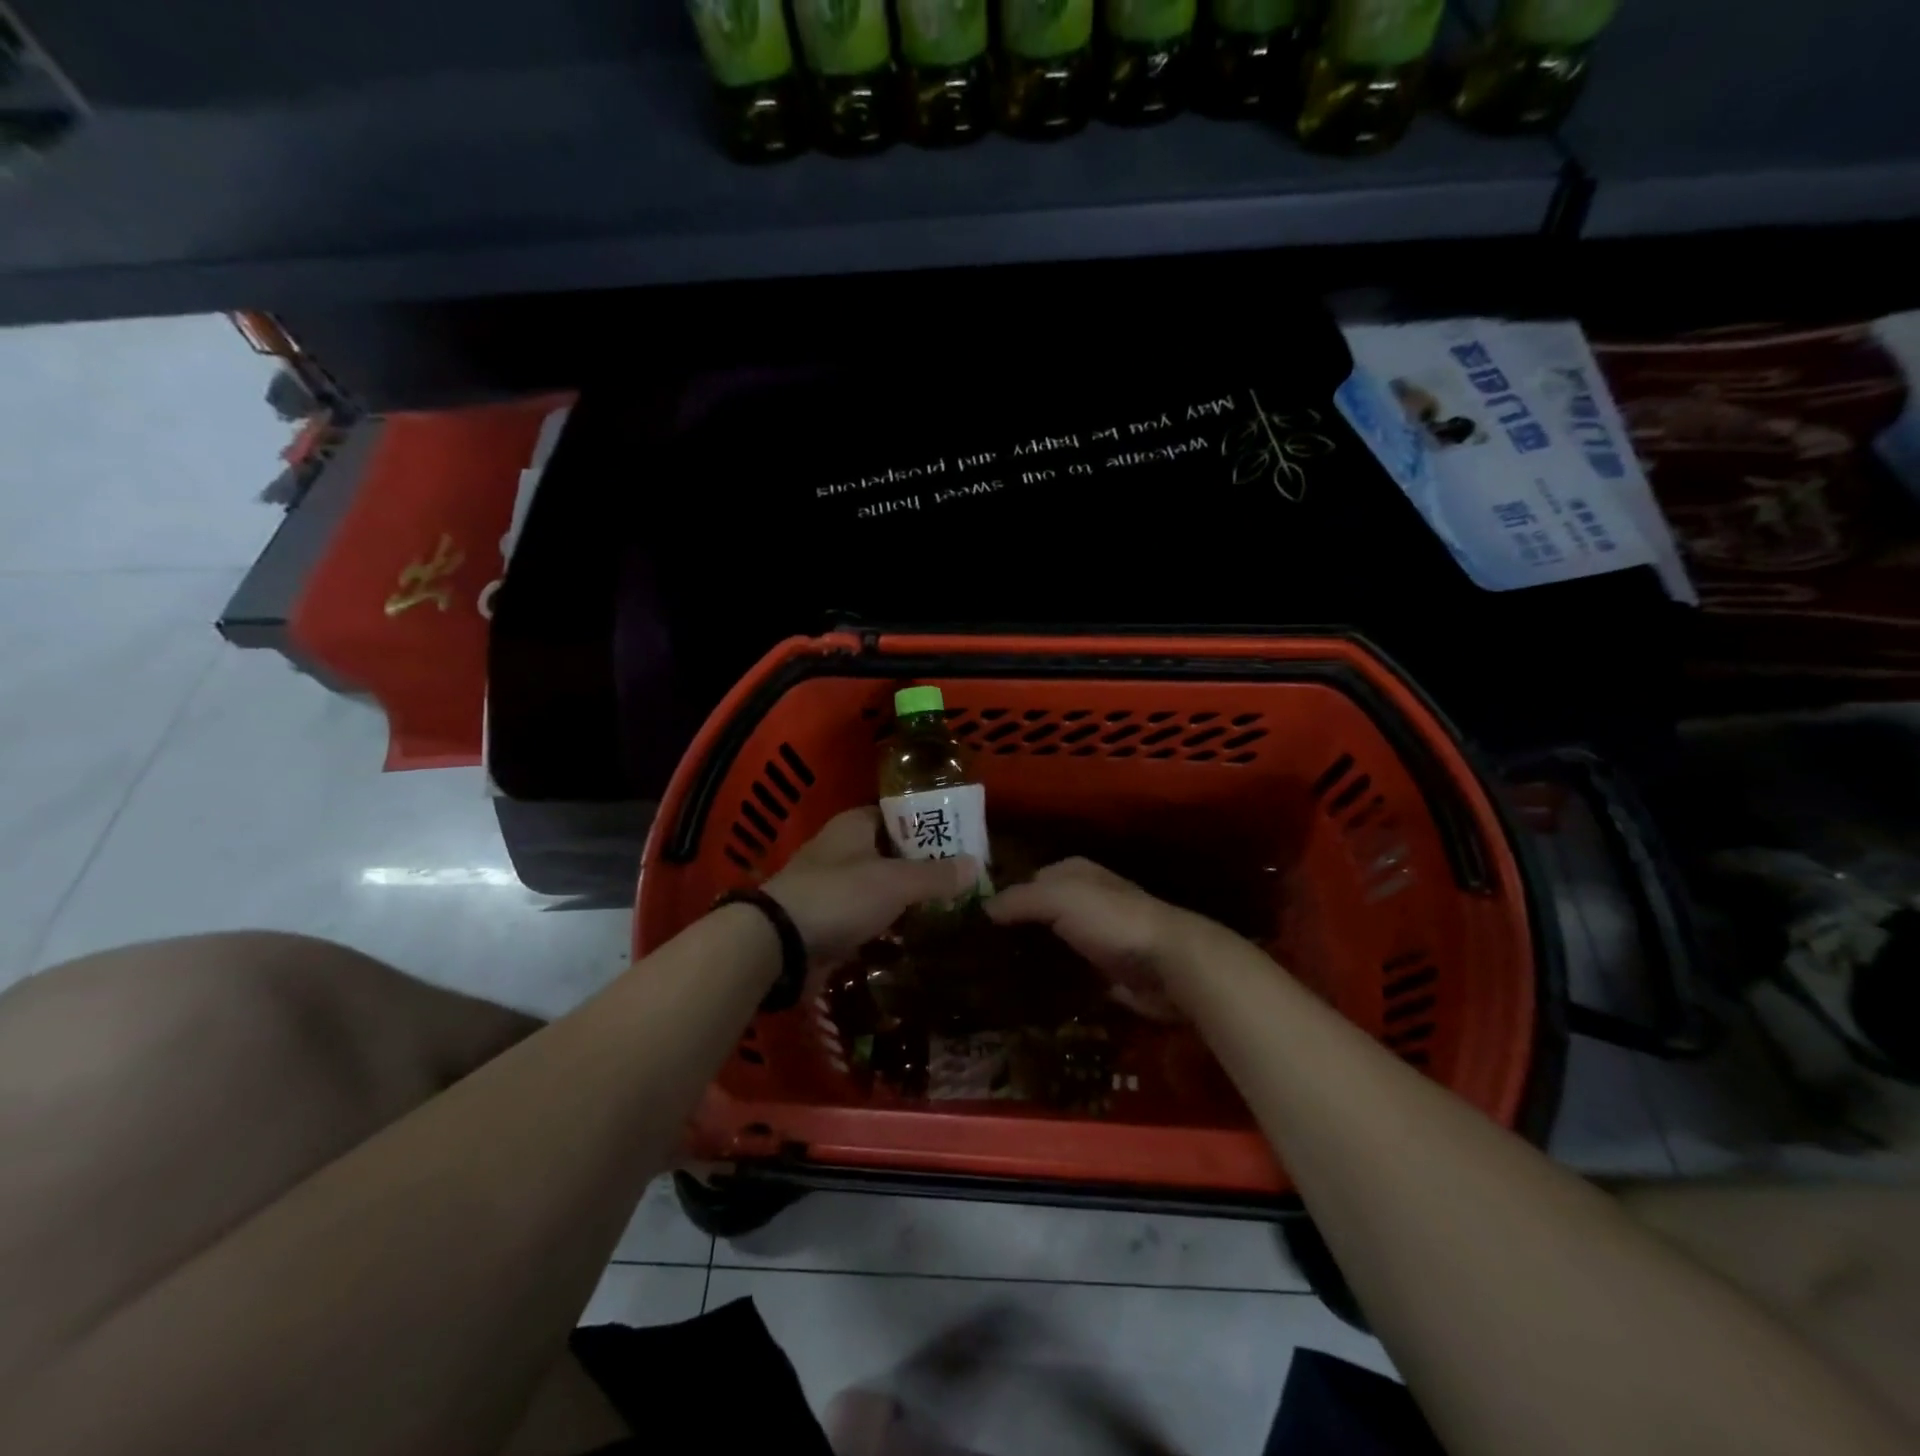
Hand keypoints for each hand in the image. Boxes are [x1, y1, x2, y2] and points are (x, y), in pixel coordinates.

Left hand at [764, 808, 978, 965]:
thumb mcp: (896, 882)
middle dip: (924, 864)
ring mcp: (833, 887)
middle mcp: (842, 849)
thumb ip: (936, 875)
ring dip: (908, 897)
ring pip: (880, 886)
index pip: (898, 814)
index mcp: (854, 825)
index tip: (961, 838)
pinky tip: (918, 935)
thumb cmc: (839, 896)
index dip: (929, 823)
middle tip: (963, 877)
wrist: (778, 945)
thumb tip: (976, 865)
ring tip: (950, 906)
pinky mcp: (829, 921)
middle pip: (892, 851)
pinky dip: (889, 924)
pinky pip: (868, 917)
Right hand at [985, 857, 1223, 1020]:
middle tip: (973, 957)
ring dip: (1028, 958)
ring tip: (988, 981)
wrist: (1169, 965)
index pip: (1026, 879)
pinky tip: (1021, 996)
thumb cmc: (1113, 920)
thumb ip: (1019, 899)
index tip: (969, 921)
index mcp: (1074, 872)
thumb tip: (983, 908)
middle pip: (1038, 913)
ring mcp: (1095, 936)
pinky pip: (1066, 974)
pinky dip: (1048, 982)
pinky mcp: (1103, 970)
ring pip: (1050, 944)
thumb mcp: (1059, 897)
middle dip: (1012, 930)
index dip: (1001, 896)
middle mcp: (1084, 899)